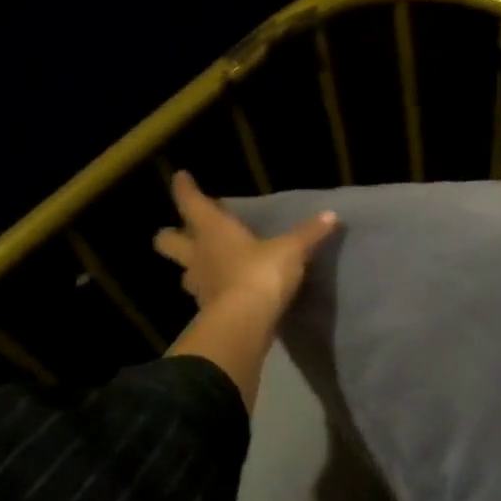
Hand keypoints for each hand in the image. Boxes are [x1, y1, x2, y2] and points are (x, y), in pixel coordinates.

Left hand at [153, 171, 336, 314]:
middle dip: (172, 235)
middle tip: (184, 232)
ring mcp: (199, 285)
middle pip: (167, 241)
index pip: (190, 202)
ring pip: (183, 271)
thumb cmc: (262, 273)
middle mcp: (198, 254)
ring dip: (192, 266)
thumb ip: (309, 234)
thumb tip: (332, 215)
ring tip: (208, 265)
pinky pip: (204, 295)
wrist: (246, 322)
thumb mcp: (292, 250)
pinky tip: (225, 291)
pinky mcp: (207, 310)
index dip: (185, 189)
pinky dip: (212, 292)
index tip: (182, 178)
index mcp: (212, 230)